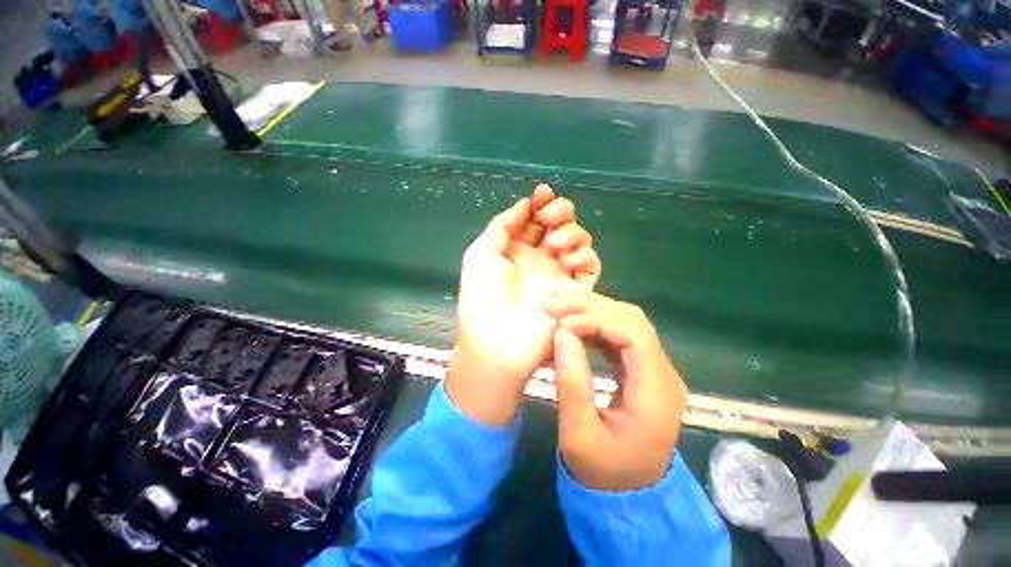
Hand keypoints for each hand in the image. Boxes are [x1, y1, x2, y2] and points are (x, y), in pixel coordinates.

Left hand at [448, 185, 601, 425]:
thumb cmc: (482, 300)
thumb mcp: (480, 256)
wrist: (496, 344)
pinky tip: (567, 261)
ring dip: (570, 233)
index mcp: (516, 250)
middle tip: (549, 216)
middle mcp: (540, 259)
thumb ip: (501, 227)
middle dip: (559, 212)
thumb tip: (523, 205)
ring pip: (578, 241)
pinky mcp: (575, 291)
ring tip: (553, 245)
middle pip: (560, 225)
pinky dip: (583, 256)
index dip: (540, 203)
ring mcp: (559, 274)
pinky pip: (590, 266)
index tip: (541, 193)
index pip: (535, 220)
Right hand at [544, 292, 686, 490]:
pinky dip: (595, 325)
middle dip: (591, 306)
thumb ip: (572, 383)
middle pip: (633, 320)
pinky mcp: (642, 370)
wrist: (627, 496)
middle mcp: (663, 373)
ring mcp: (654, 370)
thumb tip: (562, 333)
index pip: (634, 334)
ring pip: (627, 322)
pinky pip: (621, 335)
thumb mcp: (578, 435)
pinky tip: (574, 324)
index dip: (596, 320)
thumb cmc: (603, 473)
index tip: (561, 324)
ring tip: (559, 308)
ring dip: (592, 311)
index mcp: (656, 392)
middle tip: (554, 303)